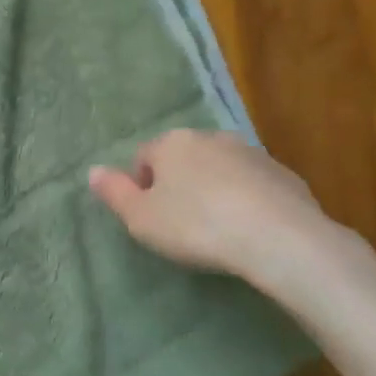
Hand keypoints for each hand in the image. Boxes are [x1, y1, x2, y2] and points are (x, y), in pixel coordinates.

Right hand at [88, 129, 375, 310]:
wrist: (279, 237)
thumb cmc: (197, 226)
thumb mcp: (142, 219)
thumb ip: (114, 193)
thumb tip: (92, 171)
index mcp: (172, 143)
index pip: (144, 157)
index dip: (142, 188)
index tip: (150, 219)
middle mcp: (210, 137)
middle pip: (183, 159)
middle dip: (179, 185)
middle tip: (181, 226)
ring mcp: (250, 153)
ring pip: (220, 169)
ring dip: (214, 191)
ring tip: (217, 231)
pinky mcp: (283, 175)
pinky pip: (253, 186)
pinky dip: (247, 201)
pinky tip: (249, 232)